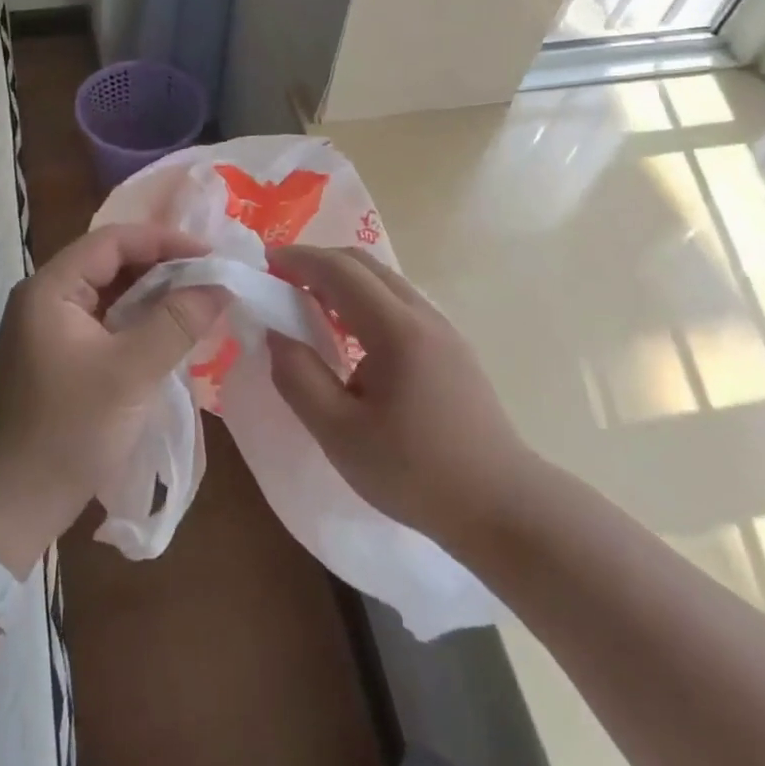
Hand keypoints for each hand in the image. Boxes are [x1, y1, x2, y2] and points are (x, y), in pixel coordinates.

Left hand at [0, 225, 229, 575]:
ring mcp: (49, 331)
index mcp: (50, 289)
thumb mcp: (130, 372)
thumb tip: (221, 285)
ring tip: (200, 304)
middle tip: (213, 280)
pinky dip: (139, 324)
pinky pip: (106, 325)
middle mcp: (45, 300)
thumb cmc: (68, 430)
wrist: (11, 505)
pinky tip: (171, 335)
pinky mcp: (59, 360)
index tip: (212, 257)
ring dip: (153, 297)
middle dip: (163, 268)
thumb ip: (177, 322)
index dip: (165, 241)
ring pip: (110, 296)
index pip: (113, 240)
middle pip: (111, 264)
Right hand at [266, 245, 533, 549]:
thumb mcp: (339, 433)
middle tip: (280, 284)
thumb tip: (276, 333)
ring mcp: (444, 329)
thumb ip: (298, 377)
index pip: (339, 270)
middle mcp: (424, 315)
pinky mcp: (452, 347)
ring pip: (385, 281)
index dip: (297, 260)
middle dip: (317, 263)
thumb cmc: (414, 472)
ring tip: (308, 308)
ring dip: (342, 282)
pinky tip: (350, 337)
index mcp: (397, 329)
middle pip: (364, 264)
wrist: (501, 506)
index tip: (263, 265)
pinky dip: (364, 300)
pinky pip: (400, 303)